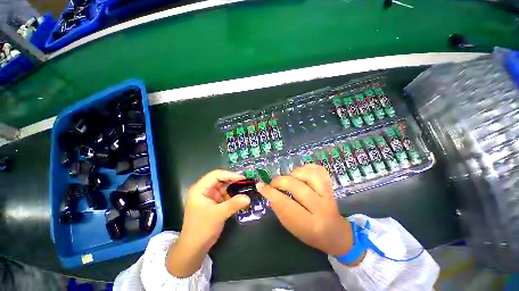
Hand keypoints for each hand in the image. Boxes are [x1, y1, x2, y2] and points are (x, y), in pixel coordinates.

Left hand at [166, 170, 250, 276]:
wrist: (194, 248)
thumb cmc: (201, 229)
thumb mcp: (218, 215)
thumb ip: (233, 204)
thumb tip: (248, 198)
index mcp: (200, 189)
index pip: (216, 175)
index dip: (229, 175)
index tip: (242, 178)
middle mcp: (205, 190)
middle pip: (221, 180)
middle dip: (233, 181)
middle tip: (246, 183)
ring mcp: (210, 196)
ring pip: (224, 187)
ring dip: (234, 188)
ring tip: (246, 189)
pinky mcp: (214, 203)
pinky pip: (225, 195)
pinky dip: (233, 196)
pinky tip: (241, 198)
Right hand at [257, 164, 362, 264]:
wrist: (335, 233)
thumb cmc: (310, 233)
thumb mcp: (292, 227)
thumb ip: (280, 209)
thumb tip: (268, 191)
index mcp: (310, 224)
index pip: (286, 205)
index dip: (271, 193)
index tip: (261, 186)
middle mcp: (321, 208)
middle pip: (297, 186)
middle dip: (280, 182)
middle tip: (273, 183)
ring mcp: (328, 195)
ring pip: (309, 175)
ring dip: (294, 174)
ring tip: (290, 179)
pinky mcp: (331, 186)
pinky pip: (319, 170)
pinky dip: (307, 168)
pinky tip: (301, 174)